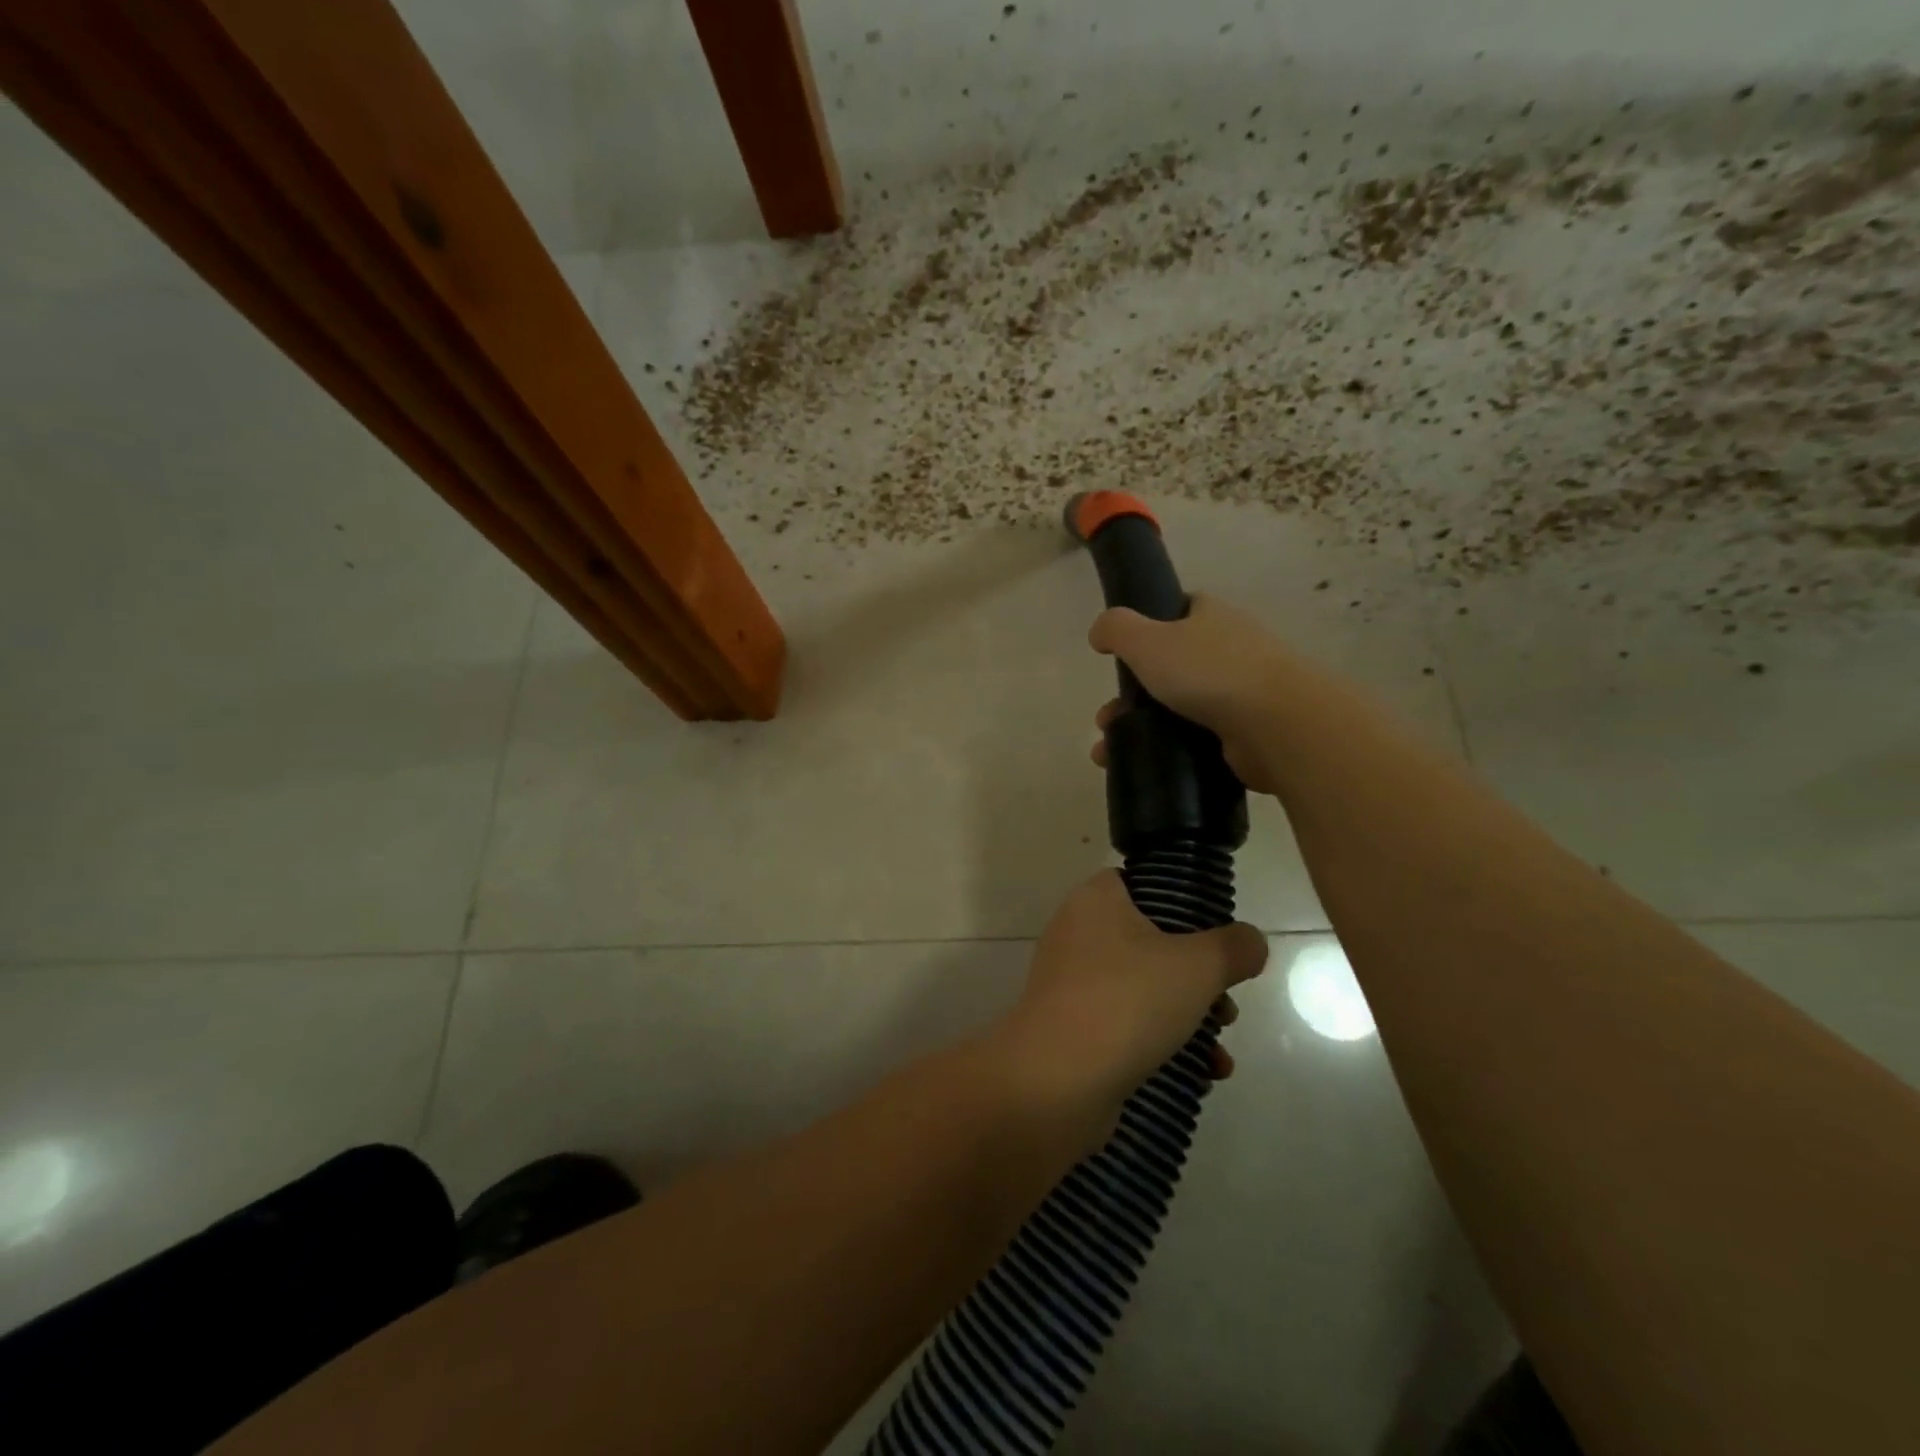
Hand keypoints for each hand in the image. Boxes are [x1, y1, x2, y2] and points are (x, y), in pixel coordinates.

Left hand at [998, 870, 1267, 1137]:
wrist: (1056, 1081)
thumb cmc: (1127, 1001)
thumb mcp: (1198, 966)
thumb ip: (1234, 947)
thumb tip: (1250, 941)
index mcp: (1095, 900)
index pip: (1141, 883)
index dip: (1183, 904)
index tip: (1218, 936)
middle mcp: (1077, 933)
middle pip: (1151, 941)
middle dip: (1198, 976)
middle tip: (1226, 1004)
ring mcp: (1071, 983)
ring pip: (1143, 987)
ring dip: (1188, 1015)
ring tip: (1220, 1047)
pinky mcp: (1072, 1028)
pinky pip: (1126, 1024)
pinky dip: (1163, 1043)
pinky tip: (1201, 1073)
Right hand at [1087, 594, 1292, 794]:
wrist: (1279, 726)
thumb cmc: (1210, 672)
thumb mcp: (1147, 640)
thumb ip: (1116, 629)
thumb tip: (1099, 632)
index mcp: (1213, 617)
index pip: (1183, 610)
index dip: (1152, 625)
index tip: (1125, 653)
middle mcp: (1232, 650)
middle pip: (1174, 666)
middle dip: (1133, 694)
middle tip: (1108, 719)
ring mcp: (1243, 694)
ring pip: (1180, 708)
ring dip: (1142, 728)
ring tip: (1110, 751)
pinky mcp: (1247, 735)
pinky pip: (1196, 741)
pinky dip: (1168, 752)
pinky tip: (1143, 767)